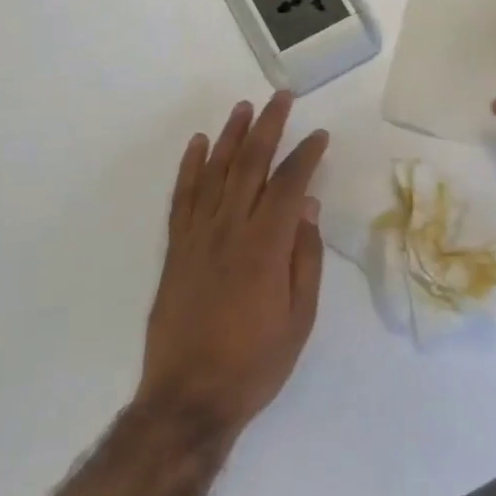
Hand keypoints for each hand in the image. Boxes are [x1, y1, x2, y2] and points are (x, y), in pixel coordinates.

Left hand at [138, 93, 329, 436]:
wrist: (189, 398)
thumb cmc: (255, 362)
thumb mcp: (300, 318)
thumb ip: (305, 257)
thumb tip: (310, 206)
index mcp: (266, 246)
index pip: (290, 184)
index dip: (306, 155)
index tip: (320, 135)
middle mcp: (230, 230)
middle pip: (250, 165)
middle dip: (268, 127)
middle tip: (281, 98)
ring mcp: (197, 236)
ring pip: (214, 172)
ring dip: (230, 136)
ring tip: (244, 107)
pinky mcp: (176, 249)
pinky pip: (182, 197)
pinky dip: (189, 167)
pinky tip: (197, 144)